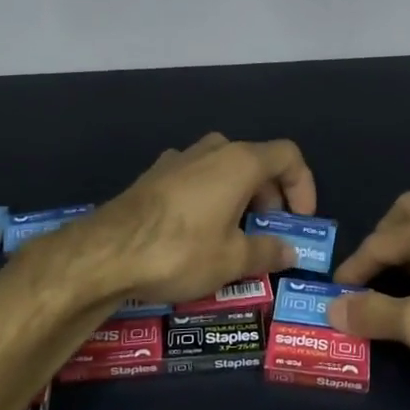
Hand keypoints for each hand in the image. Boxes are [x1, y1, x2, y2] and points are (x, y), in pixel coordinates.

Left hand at [64, 133, 317, 303]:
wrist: (106, 253)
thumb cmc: (181, 250)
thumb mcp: (233, 259)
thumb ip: (268, 252)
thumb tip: (289, 252)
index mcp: (240, 162)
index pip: (288, 156)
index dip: (303, 186)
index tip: (299, 221)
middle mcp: (211, 150)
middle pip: (256, 161)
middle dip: (270, 196)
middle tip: (267, 233)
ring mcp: (178, 159)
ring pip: (223, 169)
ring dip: (238, 196)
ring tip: (233, 234)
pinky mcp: (153, 176)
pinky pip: (194, 179)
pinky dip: (208, 198)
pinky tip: (196, 232)